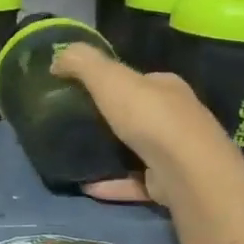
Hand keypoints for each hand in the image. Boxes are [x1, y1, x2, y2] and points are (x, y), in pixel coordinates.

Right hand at [52, 44, 243, 243]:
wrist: (186, 172)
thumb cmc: (149, 117)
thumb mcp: (110, 78)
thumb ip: (82, 63)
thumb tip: (56, 58)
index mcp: (166, 88)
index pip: (138, 80)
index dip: (111, 82)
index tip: (81, 91)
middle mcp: (176, 118)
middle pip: (138, 115)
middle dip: (110, 118)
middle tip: (74, 124)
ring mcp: (175, 154)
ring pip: (137, 150)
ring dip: (111, 153)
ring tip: (77, 155)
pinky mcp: (168, 185)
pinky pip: (134, 182)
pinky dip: (111, 184)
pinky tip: (87, 186)